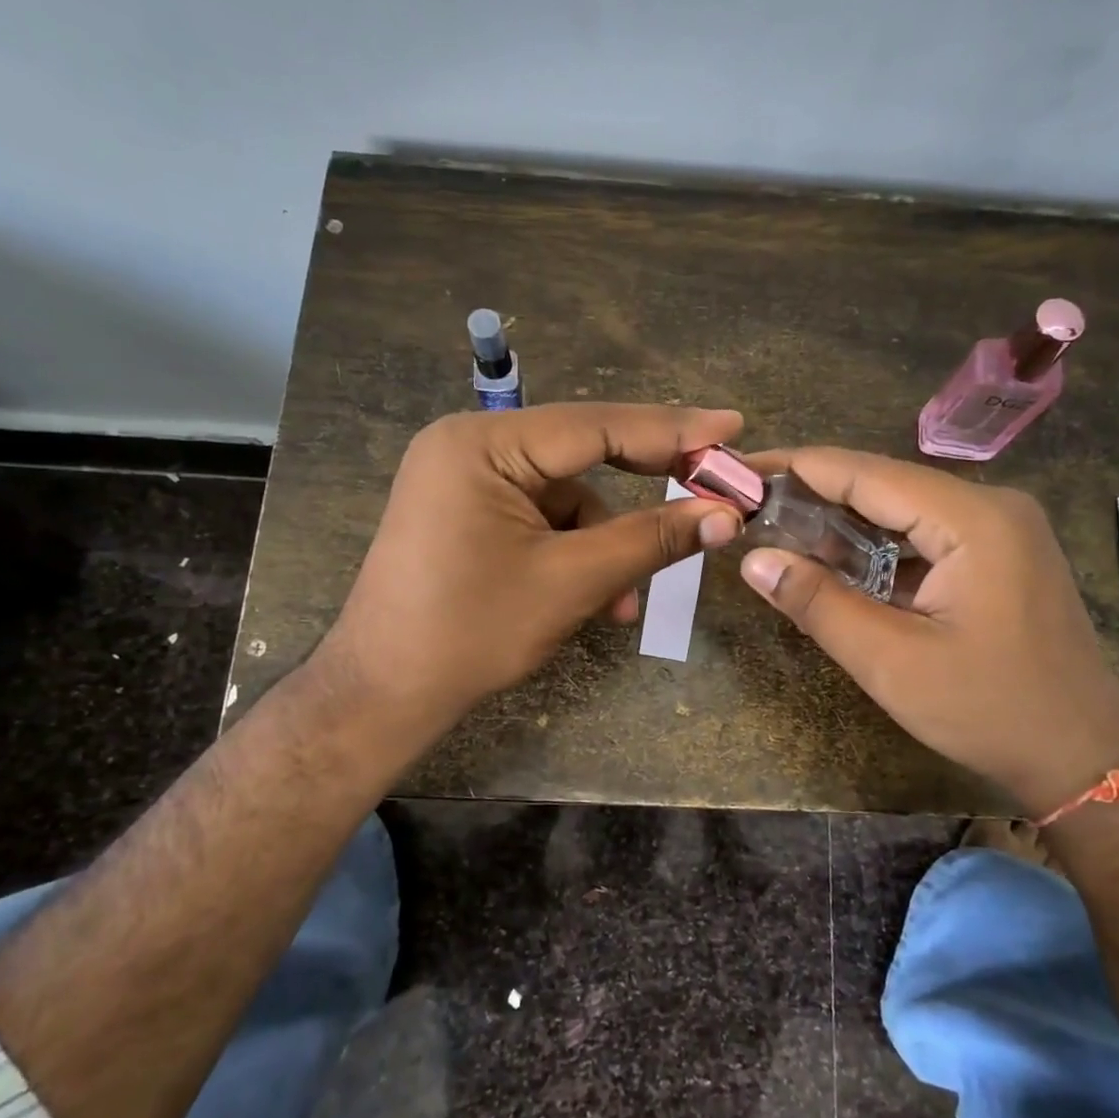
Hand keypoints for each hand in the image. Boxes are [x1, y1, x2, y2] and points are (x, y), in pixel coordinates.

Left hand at [315, 403, 743, 742]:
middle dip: (643, 487)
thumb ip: (652, 539)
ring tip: (620, 604)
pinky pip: (543, 518)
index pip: (596, 426)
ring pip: (567, 496)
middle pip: (582, 453)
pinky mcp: (469, 511)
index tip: (732, 425)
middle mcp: (471, 445)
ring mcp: (466, 478)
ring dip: (604, 545)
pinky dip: (574, 553)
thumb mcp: (572, 582)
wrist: (386, 693)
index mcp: (483, 444)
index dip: (673, 429)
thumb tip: (727, 515)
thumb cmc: (472, 632)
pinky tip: (590, 600)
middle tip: (712, 488)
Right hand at [738, 448, 1118, 814]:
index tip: (743, 468)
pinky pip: (926, 535)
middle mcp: (991, 506)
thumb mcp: (891, 662)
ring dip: (845, 523)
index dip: (799, 467)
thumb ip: (819, 604)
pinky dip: (879, 546)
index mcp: (973, 519)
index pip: (866, 473)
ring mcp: (1001, 529)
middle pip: (885, 485)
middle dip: (816, 495)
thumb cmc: (989, 710)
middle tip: (751, 506)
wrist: (1082, 757)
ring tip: (780, 532)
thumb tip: (754, 560)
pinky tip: (838, 563)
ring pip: (904, 510)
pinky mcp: (1000, 555)